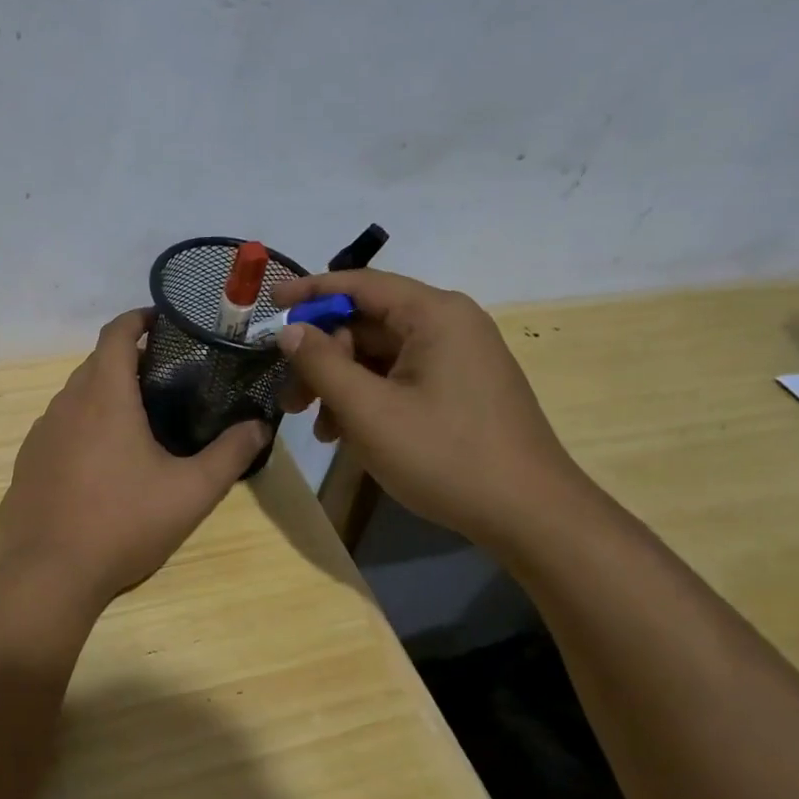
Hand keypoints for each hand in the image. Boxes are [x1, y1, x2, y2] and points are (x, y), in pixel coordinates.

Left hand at [0, 310, 270, 605]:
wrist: (47, 574)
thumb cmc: (123, 524)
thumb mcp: (190, 492)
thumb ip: (230, 455)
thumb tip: (259, 427)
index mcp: (103, 396)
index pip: (116, 333)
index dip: (139, 318)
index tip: (163, 321)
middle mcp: (66, 404)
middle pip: (96, 363)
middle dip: (128, 360)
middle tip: (166, 380)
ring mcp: (40, 434)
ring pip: (75, 397)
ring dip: (104, 396)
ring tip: (137, 422)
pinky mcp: (26, 463)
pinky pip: (59, 429)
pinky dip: (82, 428)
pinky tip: (101, 465)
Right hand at [273, 270, 585, 549]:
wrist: (529, 514)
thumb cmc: (444, 455)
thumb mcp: (368, 411)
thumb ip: (321, 364)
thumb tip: (290, 330)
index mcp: (434, 315)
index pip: (360, 284)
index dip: (310, 292)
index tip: (269, 304)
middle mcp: (449, 325)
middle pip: (366, 324)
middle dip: (322, 358)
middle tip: (290, 399)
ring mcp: (458, 358)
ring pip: (380, 355)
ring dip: (341, 385)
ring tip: (319, 429)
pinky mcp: (460, 388)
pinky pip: (400, 378)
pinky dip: (368, 398)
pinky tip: (348, 435)